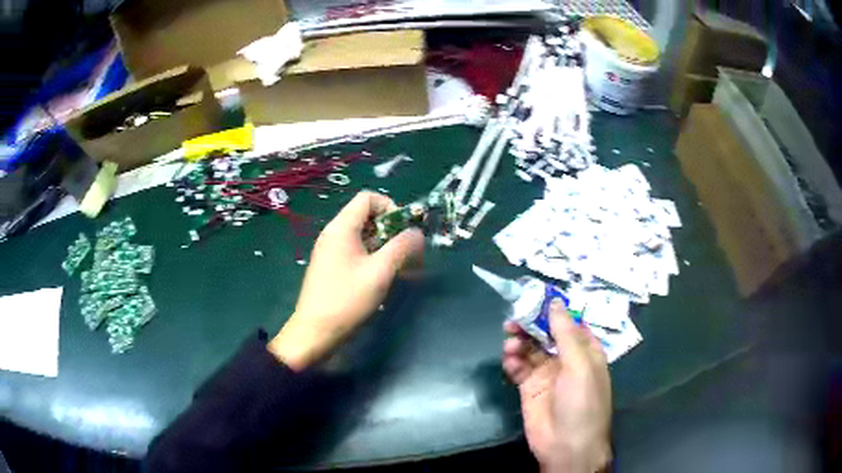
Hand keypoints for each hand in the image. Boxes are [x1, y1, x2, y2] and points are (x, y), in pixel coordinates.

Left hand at [269, 191, 424, 370]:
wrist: (315, 332)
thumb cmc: (347, 300)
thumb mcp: (380, 272)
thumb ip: (401, 248)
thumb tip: (417, 232)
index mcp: (341, 228)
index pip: (368, 198)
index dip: (391, 207)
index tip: (404, 231)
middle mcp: (334, 234)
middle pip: (367, 216)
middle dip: (391, 230)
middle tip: (407, 253)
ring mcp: (331, 251)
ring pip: (363, 236)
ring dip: (384, 246)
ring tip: (400, 268)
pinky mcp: (331, 266)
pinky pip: (356, 251)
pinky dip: (373, 257)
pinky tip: (383, 277)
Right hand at [503, 300, 611, 472]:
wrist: (566, 445)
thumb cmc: (582, 402)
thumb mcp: (580, 365)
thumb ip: (566, 333)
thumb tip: (555, 302)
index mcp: (586, 350)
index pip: (570, 322)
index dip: (554, 309)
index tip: (535, 296)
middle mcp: (566, 359)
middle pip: (546, 333)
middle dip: (531, 324)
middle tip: (514, 319)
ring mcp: (547, 373)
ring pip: (530, 348)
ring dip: (520, 341)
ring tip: (510, 342)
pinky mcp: (529, 387)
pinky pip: (519, 367)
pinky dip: (513, 361)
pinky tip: (510, 360)